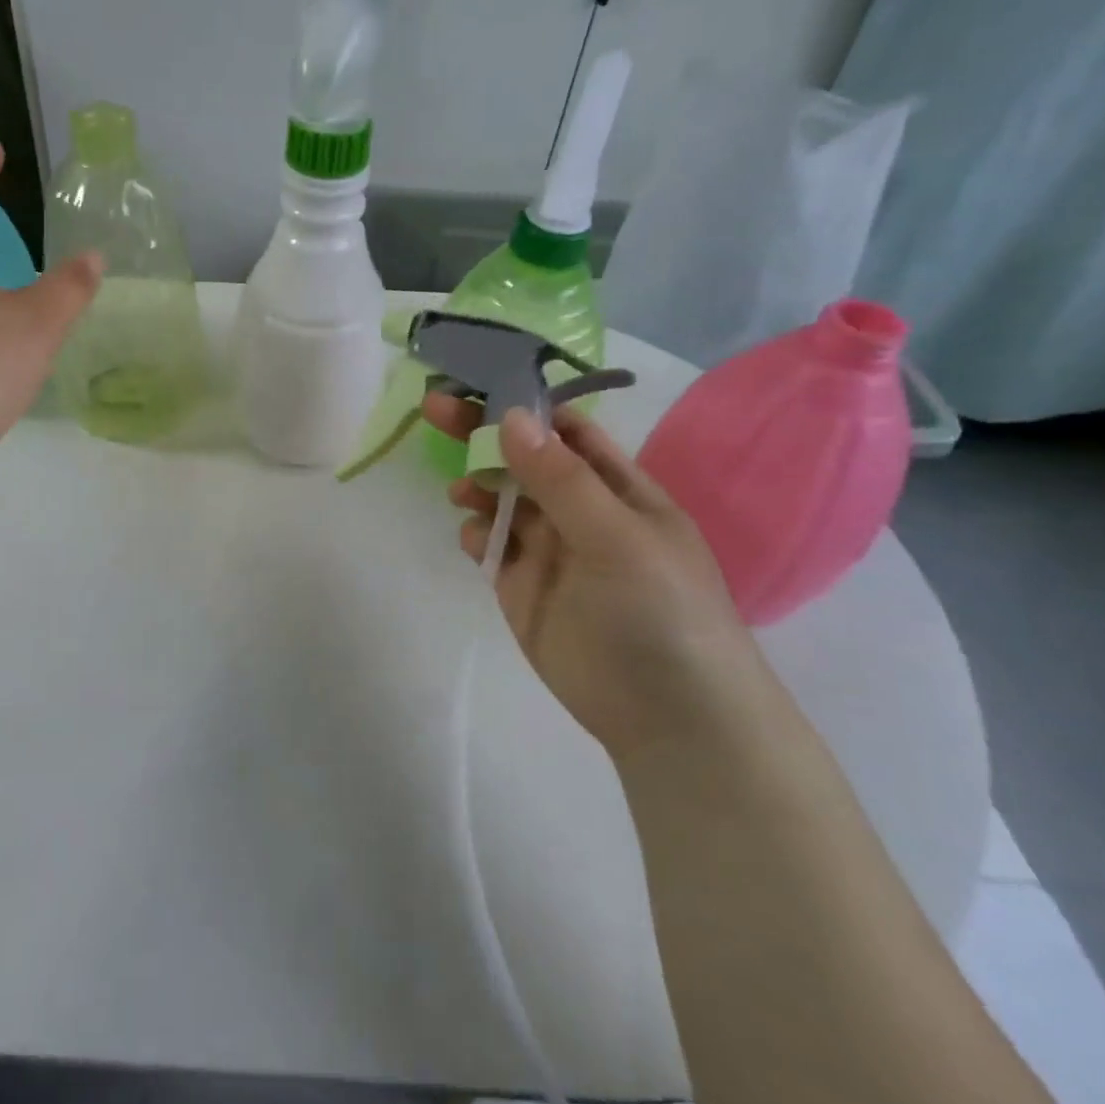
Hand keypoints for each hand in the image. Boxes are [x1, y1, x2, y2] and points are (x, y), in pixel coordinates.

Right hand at [426, 395, 761, 758]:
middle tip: (434, 410)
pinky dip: (475, 533)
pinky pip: (490, 545)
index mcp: (617, 488)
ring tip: (462, 492)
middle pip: (524, 458)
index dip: (524, 404)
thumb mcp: (618, 537)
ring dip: (478, 485)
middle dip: (484, 434)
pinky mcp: (521, 587)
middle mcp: (580, 511)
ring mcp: (550, 550)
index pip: (567, 430)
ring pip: (502, 499)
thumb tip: (510, 416)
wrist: (670, 720)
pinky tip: (473, 539)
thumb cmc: (661, 613)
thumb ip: (561, 479)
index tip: (476, 384)